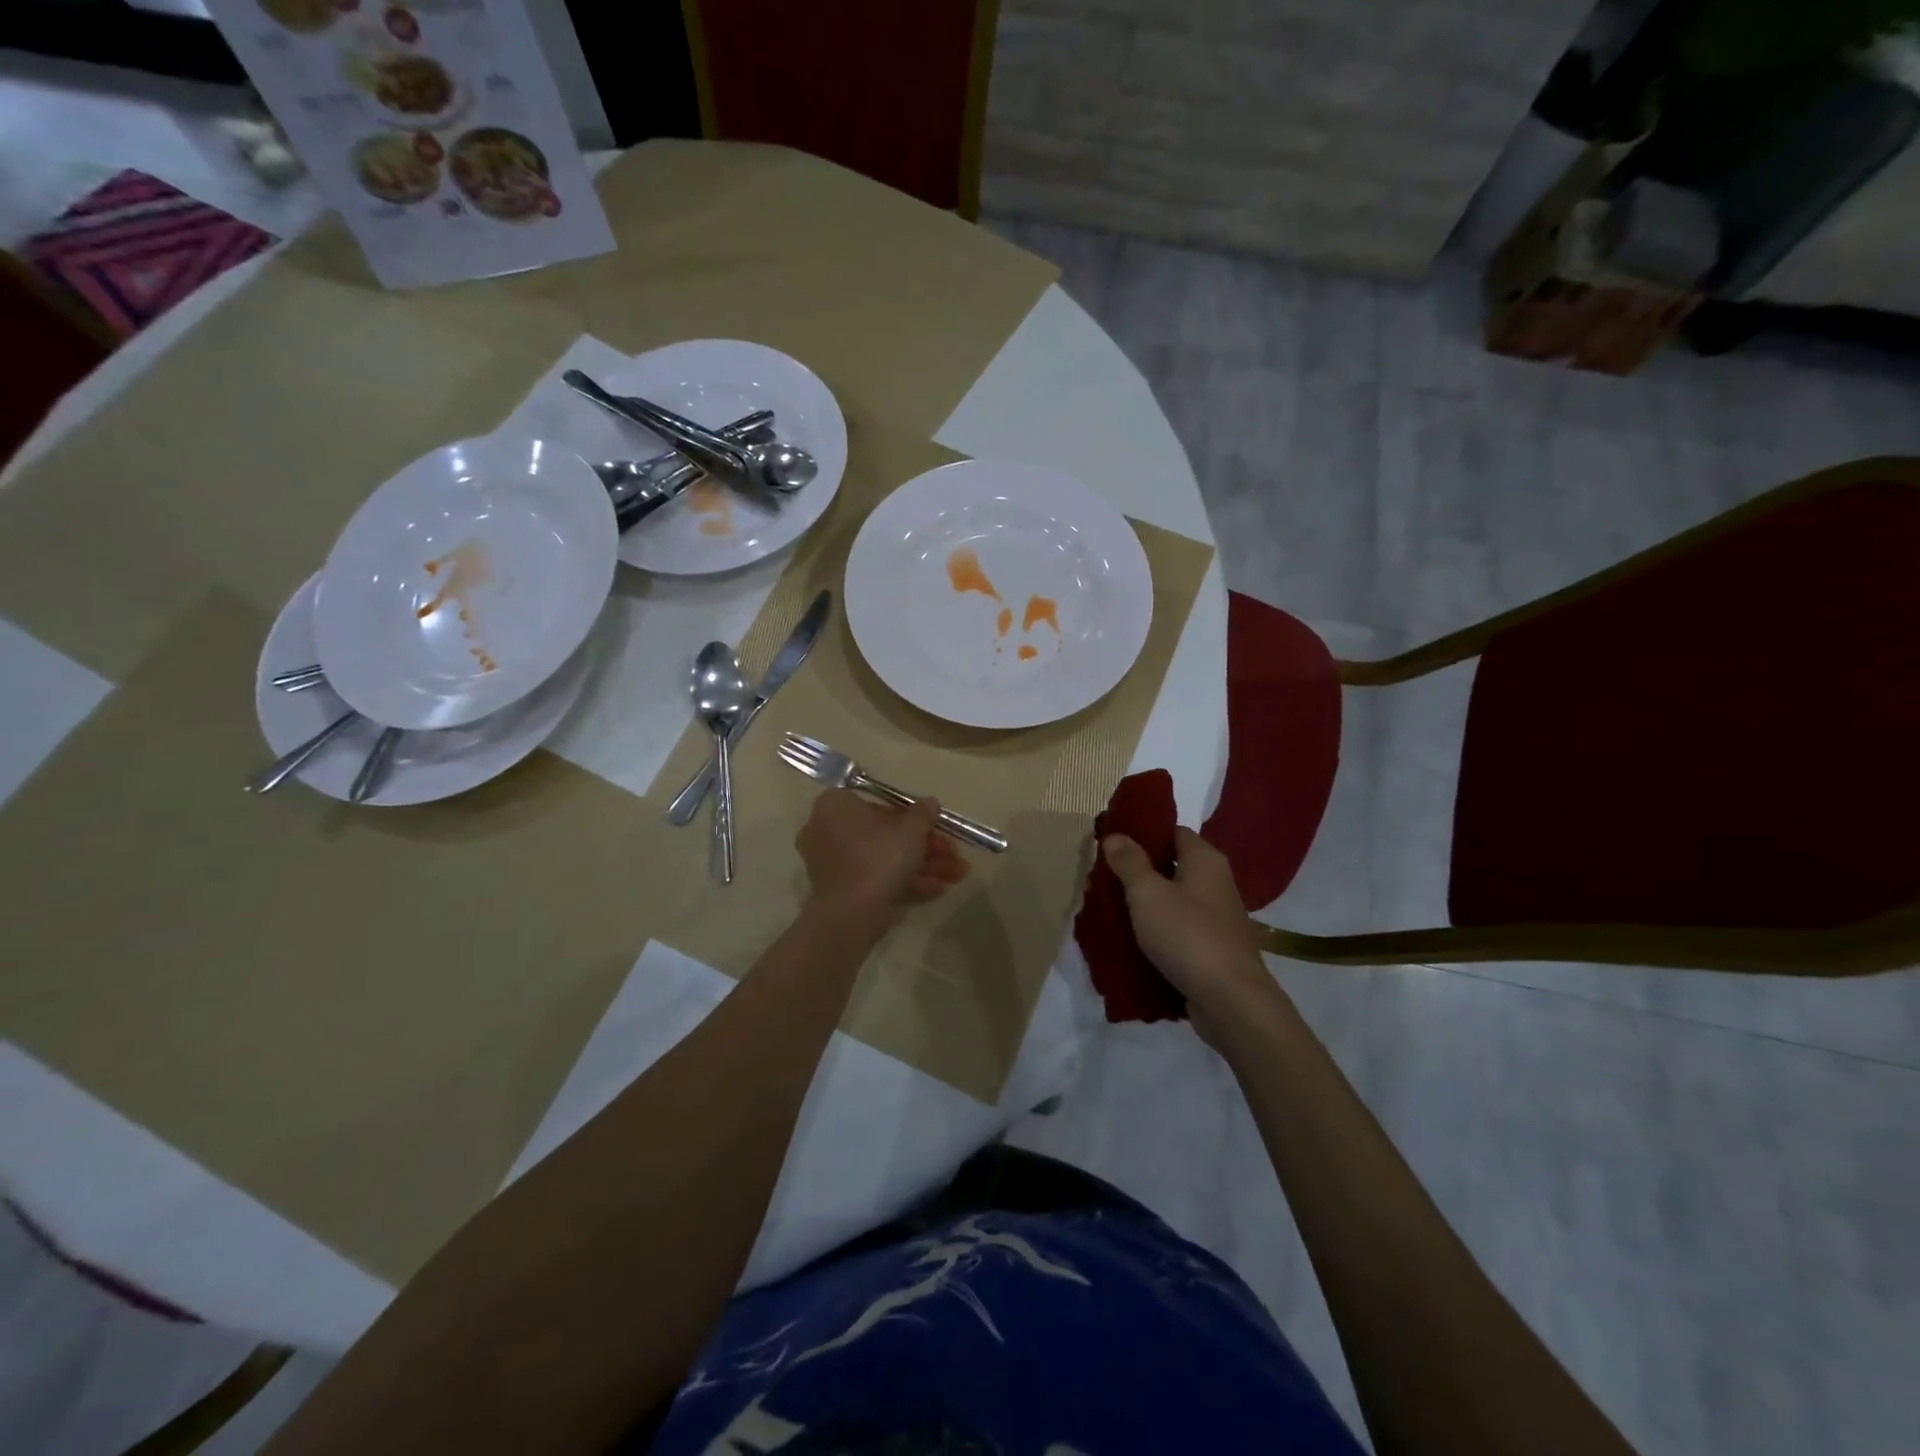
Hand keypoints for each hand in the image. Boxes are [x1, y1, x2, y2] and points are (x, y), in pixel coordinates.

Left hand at [798, 789, 970, 915]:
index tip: (936, 827)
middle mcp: (827, 830)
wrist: (850, 914)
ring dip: (923, 866)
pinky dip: (905, 882)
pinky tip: (940, 889)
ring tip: (958, 875)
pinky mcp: (839, 891)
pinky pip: (875, 879)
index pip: (879, 803)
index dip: (913, 816)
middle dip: (925, 847)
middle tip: (954, 855)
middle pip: (884, 835)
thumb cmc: (878, 857)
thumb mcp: (911, 830)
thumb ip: (923, 814)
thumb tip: (929, 803)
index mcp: (836, 806)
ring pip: (883, 859)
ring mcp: (832, 864)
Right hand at [1102, 827, 1278, 1041]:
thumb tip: (1115, 835)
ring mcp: (1216, 919)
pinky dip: (1156, 933)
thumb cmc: (1188, 935)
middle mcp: (1216, 884)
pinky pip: (1177, 931)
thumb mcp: (1148, 893)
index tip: (1112, 840)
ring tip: (1109, 908)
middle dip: (1138, 871)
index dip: (1144, 832)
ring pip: (1173, 902)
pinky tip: (1130, 941)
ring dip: (1145, 905)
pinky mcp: (1212, 950)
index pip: (1173, 831)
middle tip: (1103, 876)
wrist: (1230, 1001)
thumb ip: (1130, 862)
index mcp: (1205, 861)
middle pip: (1172, 866)